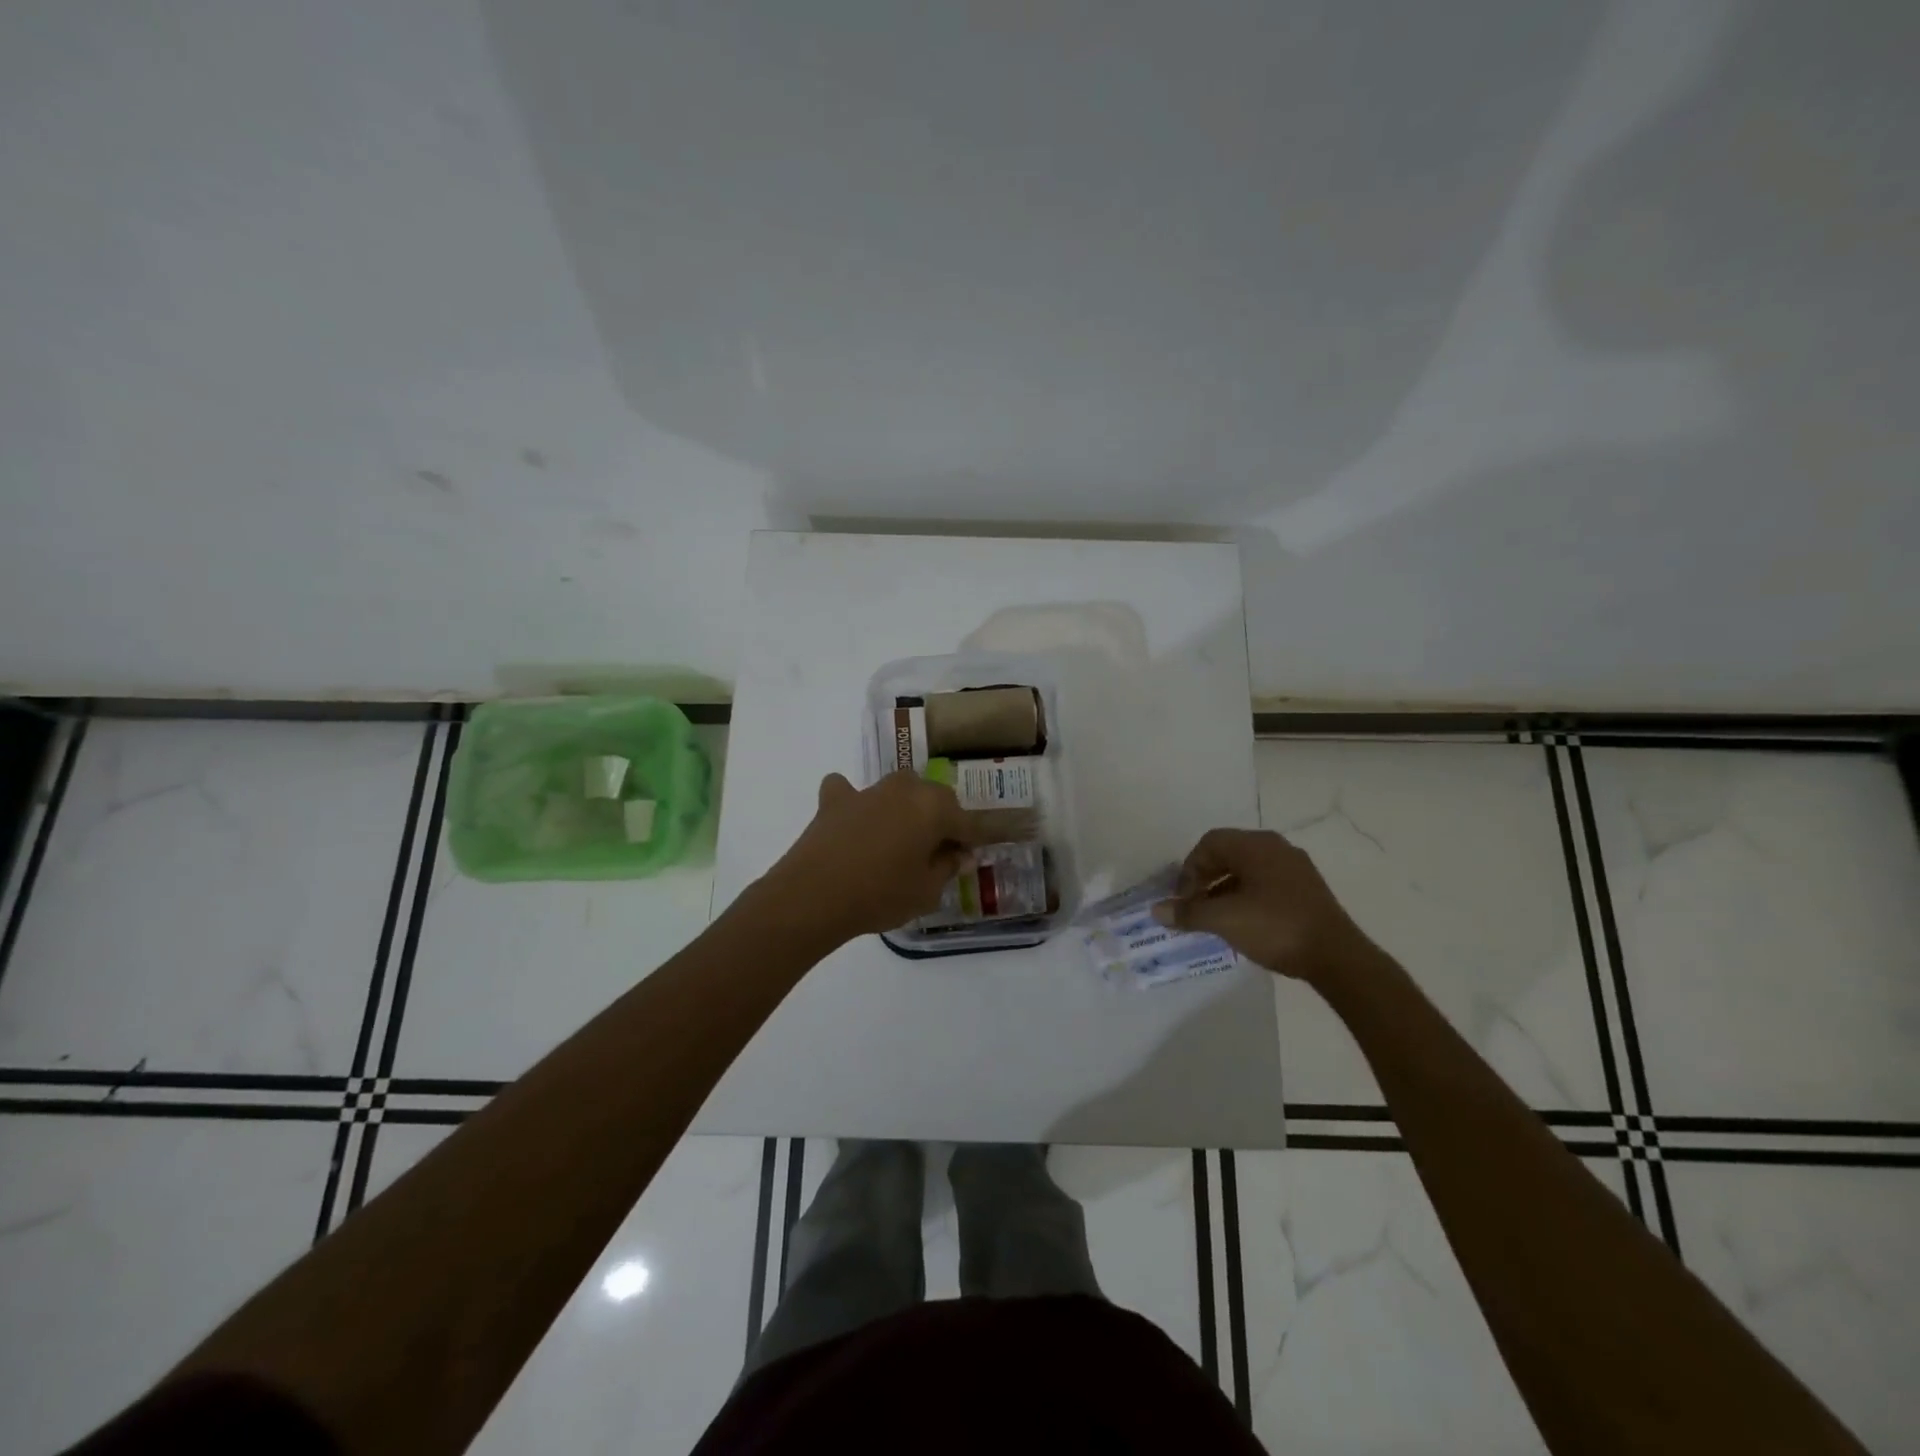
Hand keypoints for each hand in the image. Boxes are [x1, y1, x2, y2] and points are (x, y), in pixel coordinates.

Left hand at [757, 771, 984, 945]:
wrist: (814, 895)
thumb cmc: (881, 895)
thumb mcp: (926, 891)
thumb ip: (947, 867)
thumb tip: (958, 854)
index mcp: (934, 807)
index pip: (966, 822)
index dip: (972, 841)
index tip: (971, 859)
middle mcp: (905, 789)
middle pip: (934, 799)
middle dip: (940, 821)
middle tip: (936, 853)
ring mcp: (868, 791)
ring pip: (898, 791)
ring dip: (904, 809)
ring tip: (898, 841)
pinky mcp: (835, 800)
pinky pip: (850, 792)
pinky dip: (855, 804)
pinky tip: (853, 822)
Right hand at [1154, 828, 1368, 982]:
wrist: (1337, 957)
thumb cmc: (1275, 927)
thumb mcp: (1224, 920)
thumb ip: (1189, 913)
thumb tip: (1157, 910)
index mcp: (1256, 845)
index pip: (1209, 843)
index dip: (1189, 869)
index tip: (1183, 898)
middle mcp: (1276, 848)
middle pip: (1228, 853)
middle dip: (1205, 878)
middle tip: (1194, 906)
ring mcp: (1295, 868)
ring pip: (1247, 870)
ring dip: (1224, 889)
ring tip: (1215, 918)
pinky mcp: (1307, 889)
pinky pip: (1265, 883)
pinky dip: (1246, 896)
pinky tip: (1243, 922)